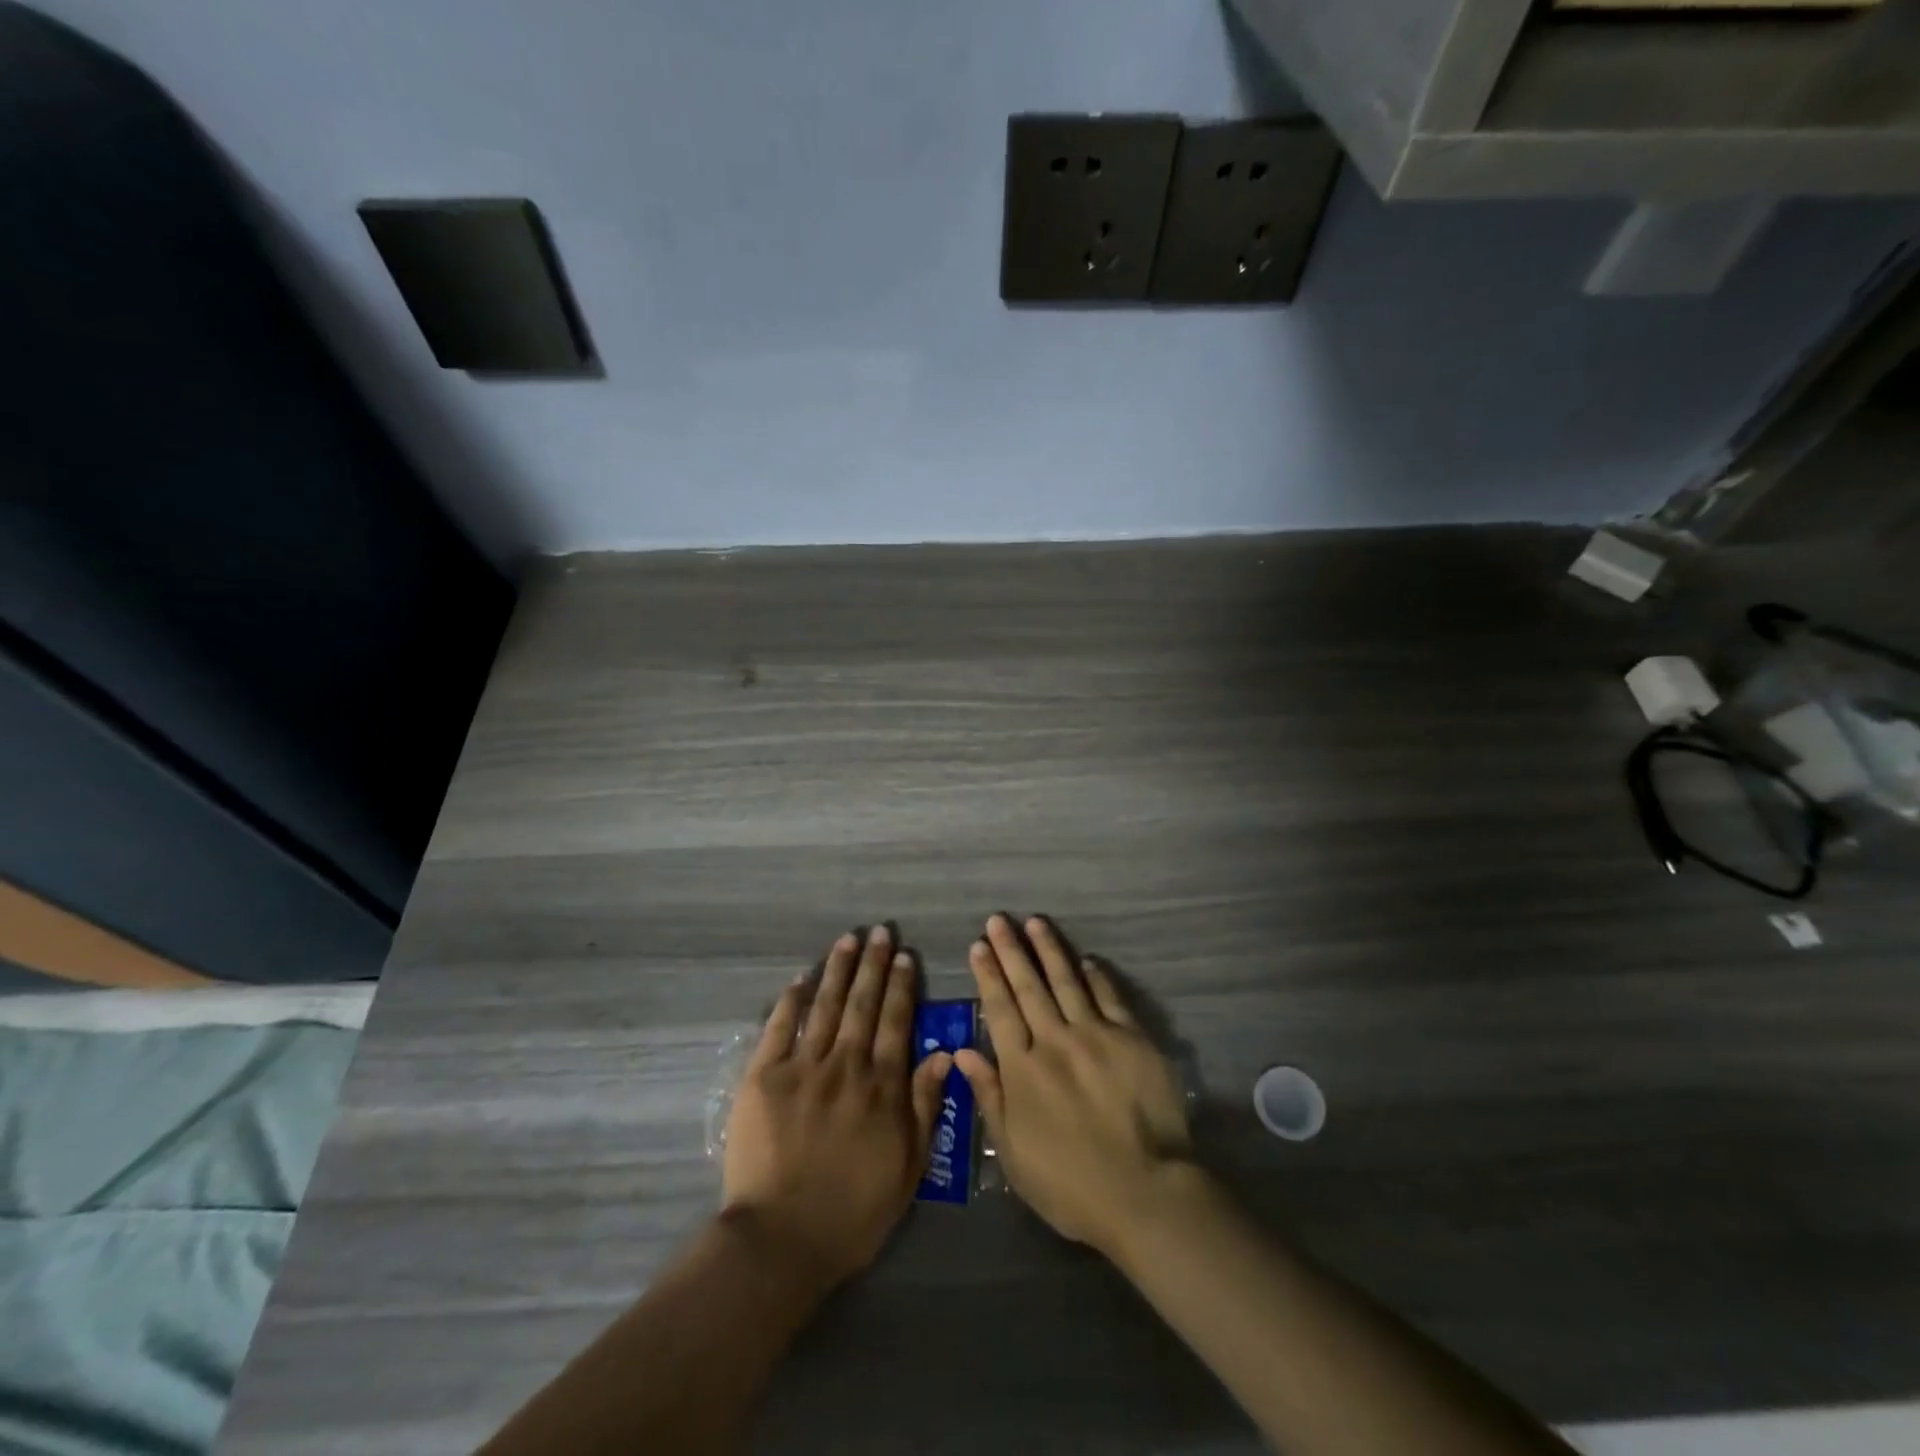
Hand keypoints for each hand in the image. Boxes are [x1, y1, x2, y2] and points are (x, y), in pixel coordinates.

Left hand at [722, 925, 952, 1290]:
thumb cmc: (853, 1212)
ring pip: (826, 1006)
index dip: (902, 987)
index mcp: (882, 1086)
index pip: (897, 1023)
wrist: (781, 1239)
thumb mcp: (908, 1168)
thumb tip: (944, 1054)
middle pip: (863, 1005)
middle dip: (874, 965)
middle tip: (880, 932)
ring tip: (849, 940)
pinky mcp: (764, 1077)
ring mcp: (803, 1067)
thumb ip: (925, 1107)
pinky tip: (801, 979)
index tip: (905, 957)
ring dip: (839, 970)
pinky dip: (792, 1001)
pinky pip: (780, 1028)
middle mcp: (846, 1065)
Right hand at [955, 915, 1193, 1257]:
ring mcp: (1095, 1035)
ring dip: (1049, 950)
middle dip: (1011, 950)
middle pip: (1028, 986)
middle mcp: (1054, 1041)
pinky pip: (1109, 997)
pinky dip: (1095, 976)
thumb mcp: (1013, 1152)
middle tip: (999, 919)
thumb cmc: (1070, 1184)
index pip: (1000, 1009)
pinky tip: (1087, 959)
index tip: (979, 945)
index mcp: (1023, 1069)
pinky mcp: (1131, 1038)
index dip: (988, 975)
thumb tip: (963, 1052)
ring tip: (1035, 922)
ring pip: (1066, 981)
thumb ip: (989, 1096)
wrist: (1144, 1191)